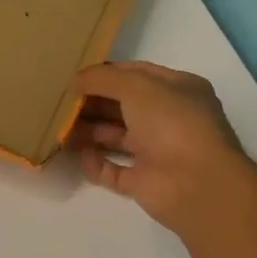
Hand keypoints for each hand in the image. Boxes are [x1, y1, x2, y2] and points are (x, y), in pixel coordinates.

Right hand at [68, 61, 256, 235]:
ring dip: (88, 131)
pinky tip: (79, 155)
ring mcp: (157, 152)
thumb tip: (74, 81)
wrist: (197, 184)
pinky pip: (113, 170)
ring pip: (116, 137)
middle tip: (61, 102)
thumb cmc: (172, 122)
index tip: (76, 75)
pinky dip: (95, 163)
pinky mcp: (144, 182)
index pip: (137, 75)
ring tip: (60, 127)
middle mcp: (169, 119)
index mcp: (178, 90)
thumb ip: (102, 78)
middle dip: (93, 103)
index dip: (107, 73)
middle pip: (123, 106)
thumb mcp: (136, 85)